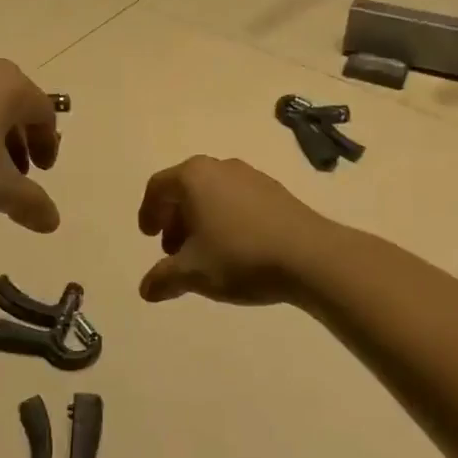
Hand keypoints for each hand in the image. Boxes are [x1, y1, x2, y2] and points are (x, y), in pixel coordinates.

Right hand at [136, 157, 329, 304]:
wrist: (311, 256)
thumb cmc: (240, 256)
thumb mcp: (193, 272)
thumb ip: (164, 278)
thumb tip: (145, 290)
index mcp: (194, 176)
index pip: (158, 187)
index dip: (148, 213)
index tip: (149, 238)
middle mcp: (220, 167)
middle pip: (185, 189)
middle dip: (174, 220)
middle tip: (174, 251)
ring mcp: (251, 176)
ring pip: (213, 194)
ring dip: (201, 221)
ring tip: (205, 254)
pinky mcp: (276, 191)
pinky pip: (237, 200)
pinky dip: (226, 220)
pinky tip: (236, 249)